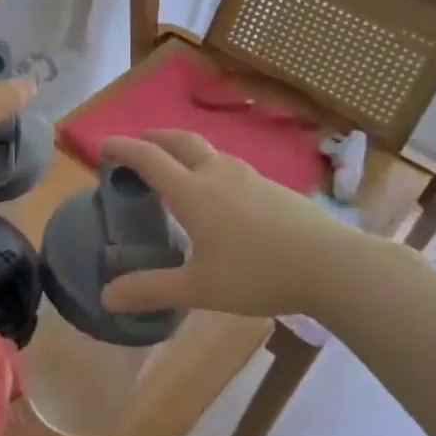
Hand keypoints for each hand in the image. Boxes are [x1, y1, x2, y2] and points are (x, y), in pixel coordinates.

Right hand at [98, 130, 410, 326]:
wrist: (332, 265)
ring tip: (176, 169)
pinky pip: (230, 167)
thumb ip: (151, 290)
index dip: (123, 149)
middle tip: (138, 145)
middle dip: (154, 138)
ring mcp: (250, 177)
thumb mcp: (199, 288)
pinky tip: (220, 196)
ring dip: (184, 150)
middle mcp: (218, 174)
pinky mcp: (273, 188)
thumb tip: (106, 297)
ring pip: (209, 151)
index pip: (149, 159)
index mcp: (193, 192)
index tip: (103, 146)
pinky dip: (209, 167)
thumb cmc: (258, 273)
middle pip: (180, 141)